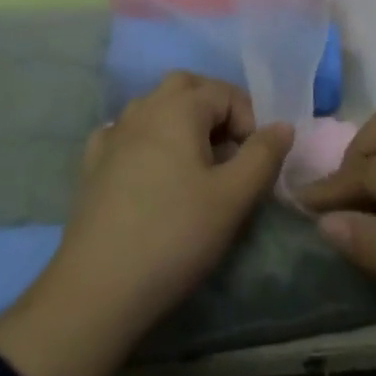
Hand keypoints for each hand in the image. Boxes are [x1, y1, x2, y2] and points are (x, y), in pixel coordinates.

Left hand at [0, 74, 291, 375]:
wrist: (98, 287)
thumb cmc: (175, 235)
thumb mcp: (233, 197)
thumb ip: (263, 155)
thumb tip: (282, 125)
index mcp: (178, 107)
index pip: (226, 93)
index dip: (250, 121)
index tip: (255, 163)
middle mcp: (143, 108)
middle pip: (186, 87)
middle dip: (215, 109)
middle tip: (231, 152)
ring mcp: (112, 134)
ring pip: (155, 107)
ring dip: (182, 123)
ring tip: (197, 167)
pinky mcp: (93, 163)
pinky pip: (128, 134)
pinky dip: (149, 141)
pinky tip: (153, 173)